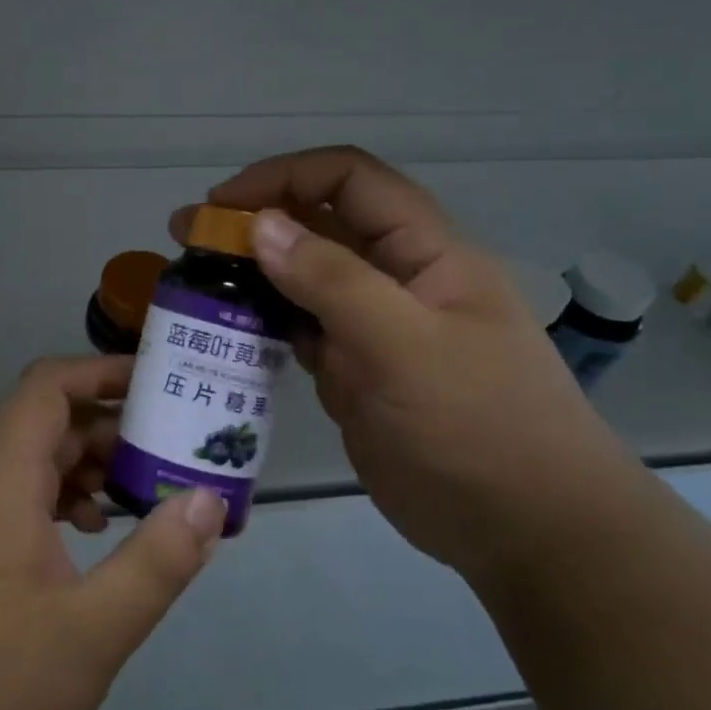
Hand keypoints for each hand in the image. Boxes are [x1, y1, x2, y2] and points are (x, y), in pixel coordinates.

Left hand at [0, 356, 225, 709]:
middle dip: (109, 428)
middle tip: (171, 452)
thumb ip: (157, 560)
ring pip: (30, 462)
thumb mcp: (93, 629)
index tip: (158, 385)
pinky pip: (14, 497)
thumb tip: (207, 500)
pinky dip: (59, 500)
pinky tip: (92, 539)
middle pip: (44, 422)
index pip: (48, 386)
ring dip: (87, 468)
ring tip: (142, 498)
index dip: (102, 372)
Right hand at [172, 146, 646, 583]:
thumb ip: (333, 281)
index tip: (223, 205)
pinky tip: (223, 332)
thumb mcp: (406, 346)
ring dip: (250, 274)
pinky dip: (261, 324)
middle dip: (253, 223)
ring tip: (191, 284)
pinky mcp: (353, 372)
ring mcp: (371, 328)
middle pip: (317, 226)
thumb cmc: (478, 427)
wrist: (525, 532)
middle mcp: (394, 278)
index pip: (350, 180)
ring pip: (301, 280)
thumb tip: (260, 225)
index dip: (285, 177)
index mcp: (424, 252)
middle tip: (185, 239)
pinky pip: (298, 331)